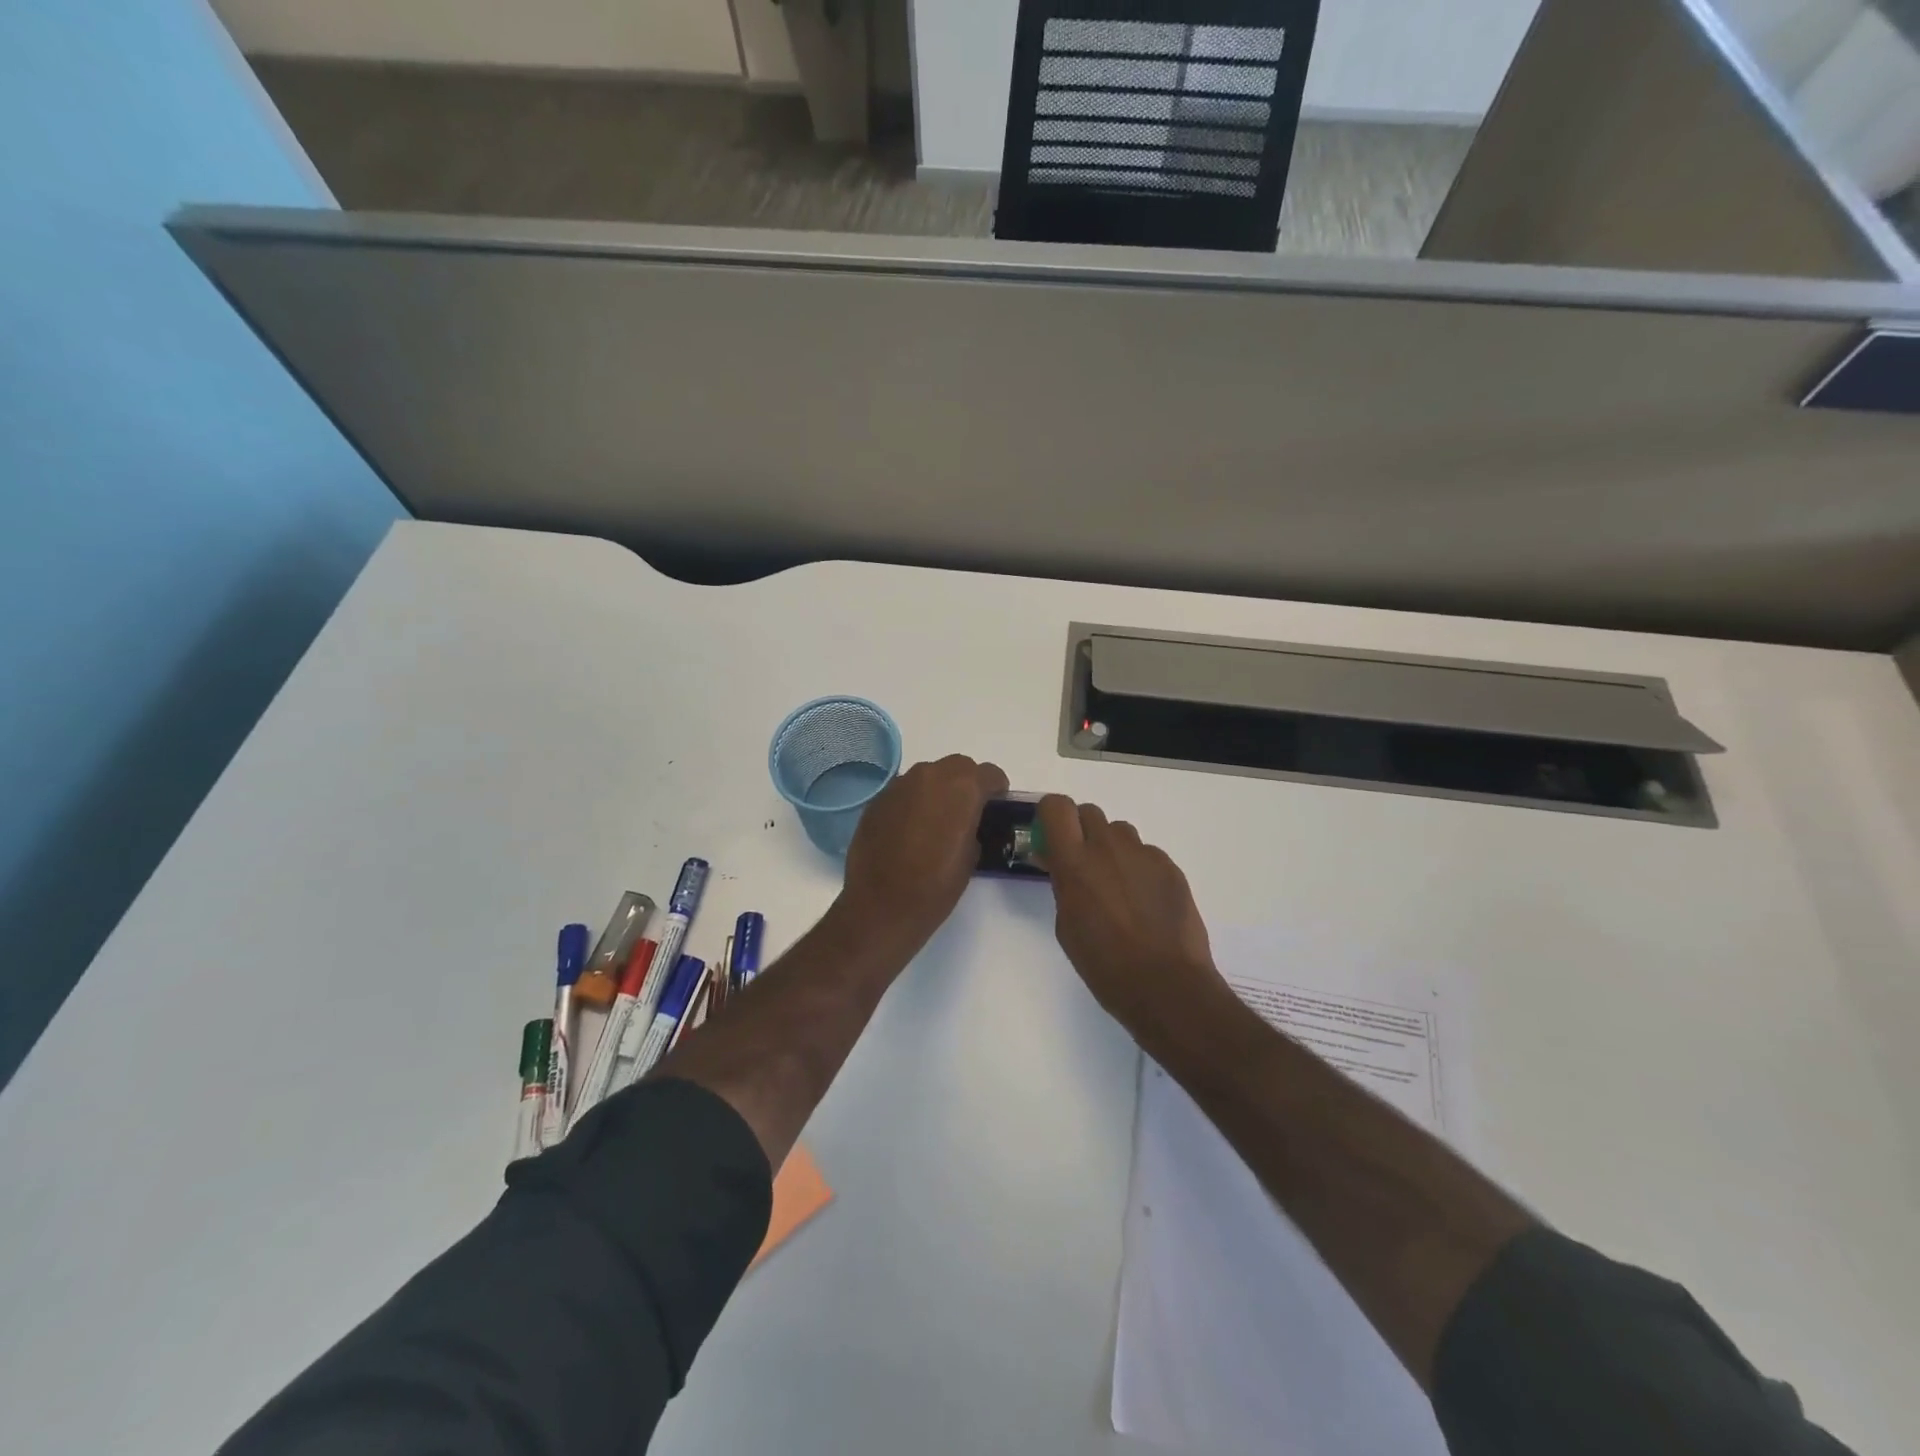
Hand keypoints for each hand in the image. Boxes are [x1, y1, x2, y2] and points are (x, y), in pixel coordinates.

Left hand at [839, 755, 1009, 954]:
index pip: (989, 774)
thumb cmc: (935, 886)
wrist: (881, 905)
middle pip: (958, 766)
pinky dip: (912, 802)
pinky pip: (903, 791)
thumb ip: (973, 827)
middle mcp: (930, 776)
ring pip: (928, 775)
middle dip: (966, 783)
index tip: (996, 805)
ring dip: (937, 789)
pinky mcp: (877, 800)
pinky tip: (909, 829)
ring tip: (936, 820)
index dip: (996, 789)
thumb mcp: (971, 857)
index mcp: (962, 788)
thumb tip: (966, 823)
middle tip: (967, 810)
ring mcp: (899, 785)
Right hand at [1037, 795, 1226, 1048]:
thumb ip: (1063, 885)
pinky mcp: (1170, 867)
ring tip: (1118, 886)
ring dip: (1111, 848)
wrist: (1166, 984)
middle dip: (1081, 831)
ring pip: (1119, 832)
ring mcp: (1143, 854)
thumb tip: (1060, 865)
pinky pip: (1146, 854)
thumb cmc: (1104, 964)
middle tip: (1083, 864)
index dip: (1051, 816)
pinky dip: (1139, 868)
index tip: (1051, 838)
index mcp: (1075, 863)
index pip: (1056, 807)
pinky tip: (1145, 902)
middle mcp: (1108, 847)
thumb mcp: (1067, 925)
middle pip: (1089, 812)